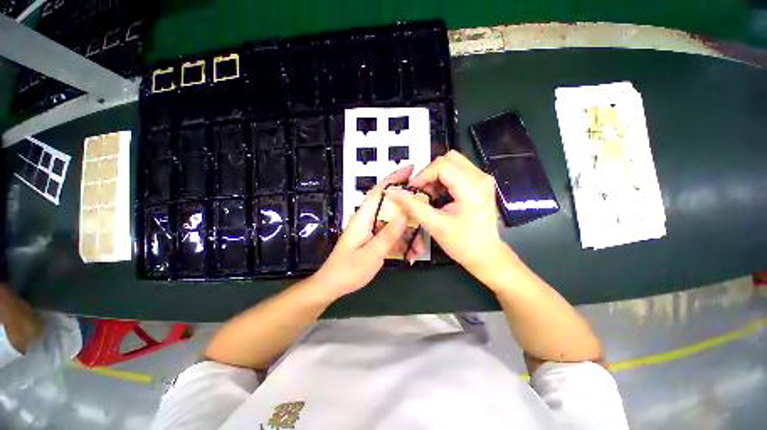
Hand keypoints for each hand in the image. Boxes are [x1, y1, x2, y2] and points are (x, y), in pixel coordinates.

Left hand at [310, 166, 415, 298]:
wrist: (333, 285)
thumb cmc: (348, 270)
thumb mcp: (371, 254)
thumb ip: (388, 235)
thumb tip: (406, 214)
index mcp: (363, 217)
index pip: (380, 191)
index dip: (395, 178)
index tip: (412, 169)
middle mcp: (368, 219)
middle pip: (391, 204)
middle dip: (410, 207)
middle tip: (427, 209)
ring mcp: (372, 229)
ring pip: (395, 222)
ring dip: (409, 232)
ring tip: (419, 248)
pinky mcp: (375, 238)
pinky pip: (392, 234)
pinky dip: (403, 242)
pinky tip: (411, 254)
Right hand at [385, 150, 506, 275]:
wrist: (485, 255)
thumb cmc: (463, 244)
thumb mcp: (435, 225)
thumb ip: (413, 206)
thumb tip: (393, 192)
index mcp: (472, 187)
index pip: (442, 166)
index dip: (422, 176)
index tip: (412, 191)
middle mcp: (480, 177)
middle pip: (447, 159)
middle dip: (429, 174)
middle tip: (420, 193)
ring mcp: (482, 179)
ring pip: (451, 163)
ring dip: (435, 177)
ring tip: (429, 196)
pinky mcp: (479, 183)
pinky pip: (456, 171)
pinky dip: (443, 180)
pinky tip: (438, 196)